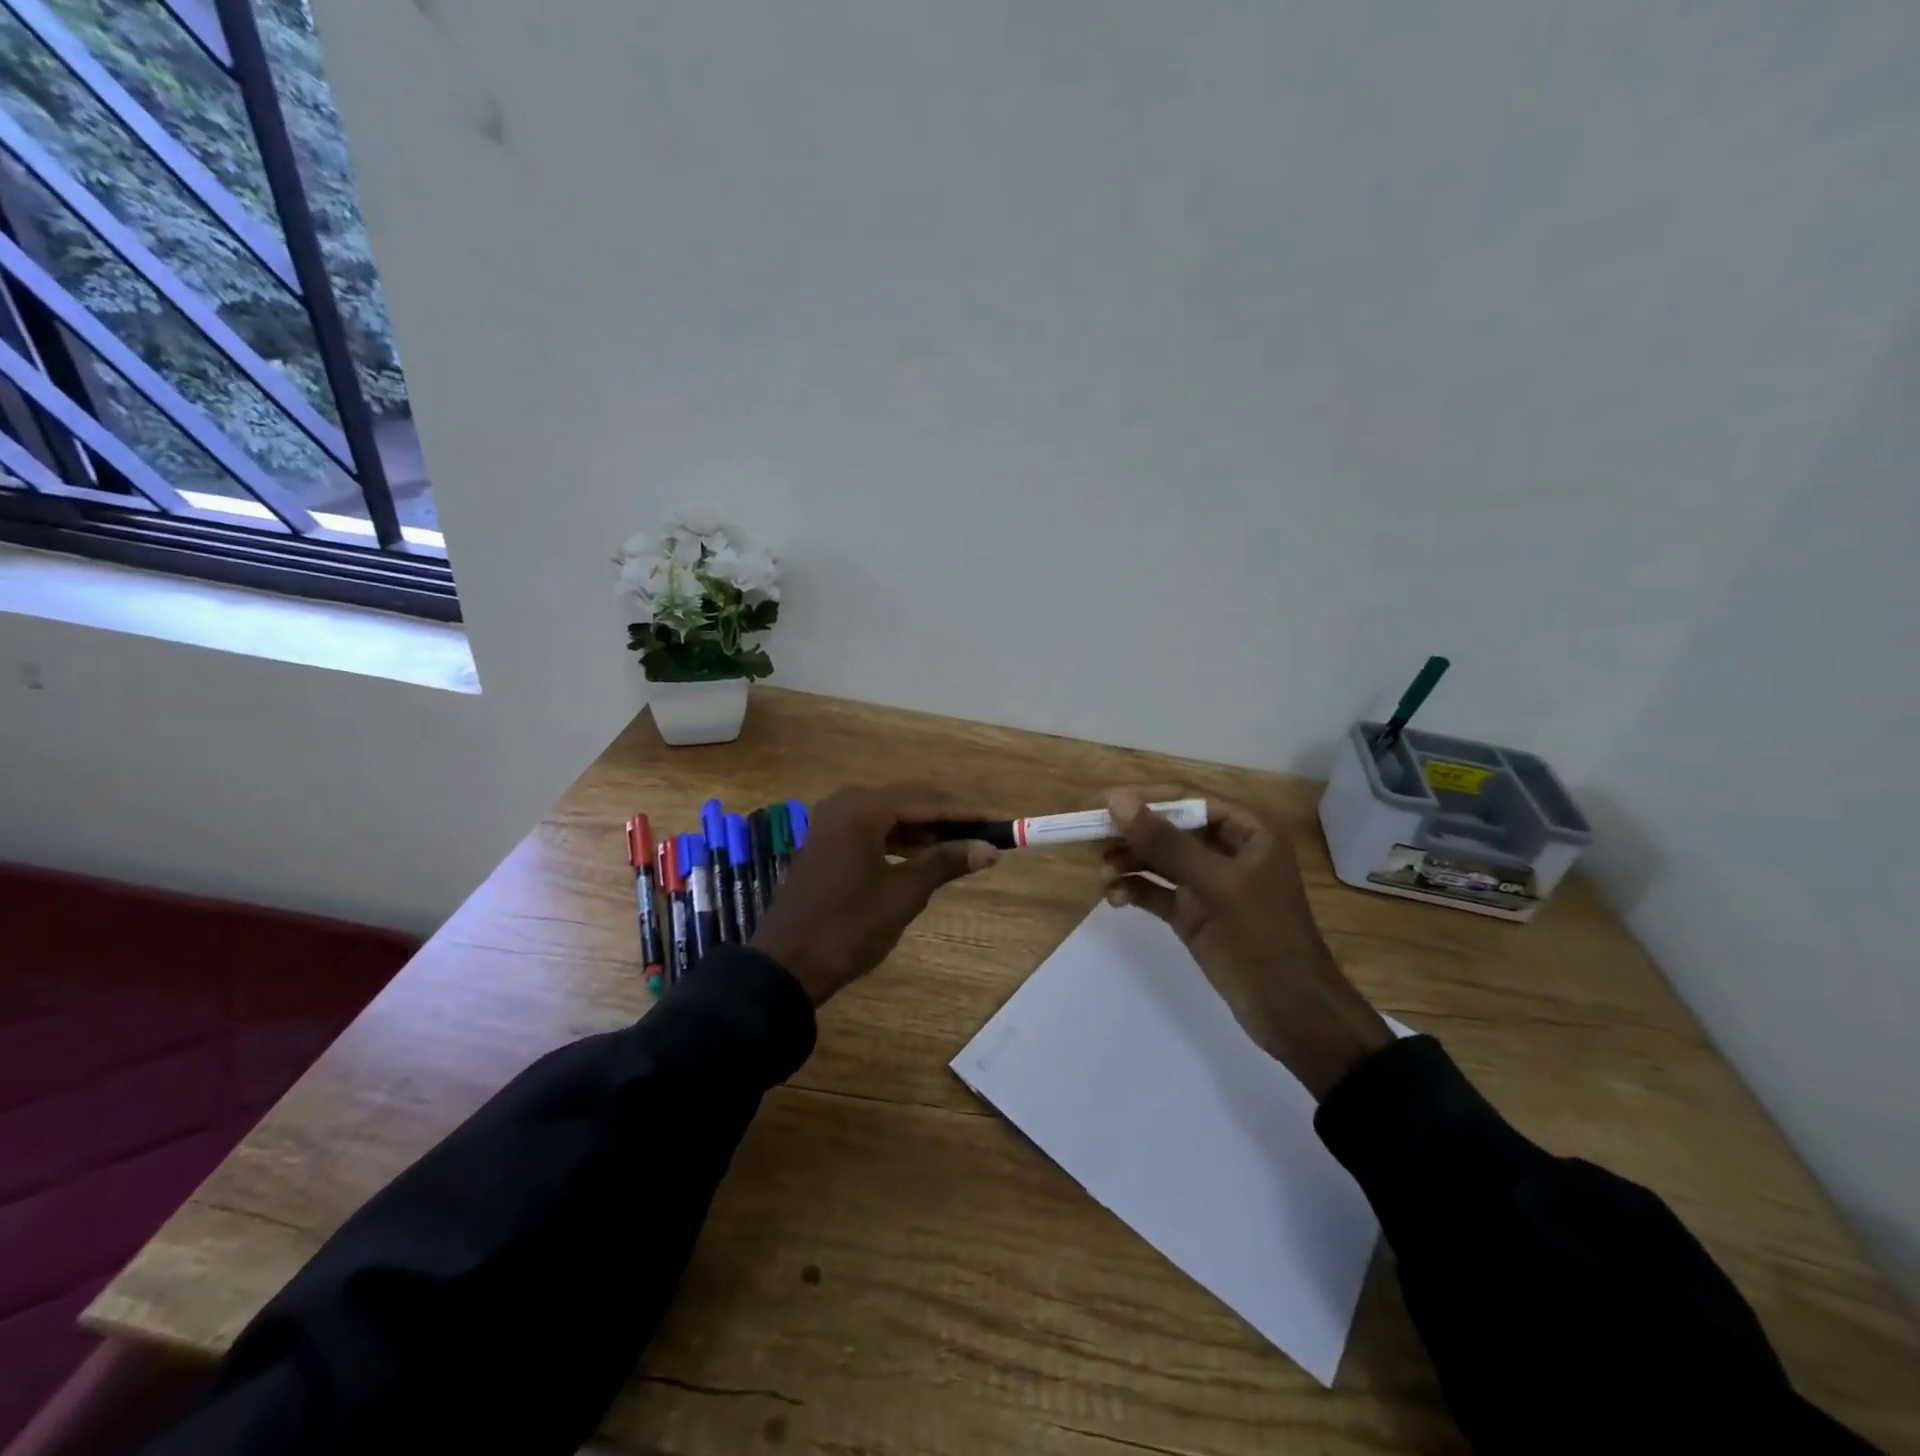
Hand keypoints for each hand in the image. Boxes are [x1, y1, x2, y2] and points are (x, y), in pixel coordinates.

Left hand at [750, 783, 999, 1004]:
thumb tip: (988, 849)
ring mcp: (830, 824)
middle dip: (943, 819)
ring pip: (887, 817)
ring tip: (957, 848)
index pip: (924, 800)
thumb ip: (945, 863)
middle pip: (905, 802)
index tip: (995, 823)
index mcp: (862, 809)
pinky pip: (870, 831)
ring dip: (921, 831)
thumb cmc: (849, 926)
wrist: (787, 965)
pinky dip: (897, 841)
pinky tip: (920, 857)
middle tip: (980, 836)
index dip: (962, 812)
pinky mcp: (825, 844)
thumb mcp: (903, 894)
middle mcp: (844, 805)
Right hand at [1102, 785, 1391, 1099]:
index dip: (1145, 799)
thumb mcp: (1215, 885)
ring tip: (1103, 878)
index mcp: (1248, 831)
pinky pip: (1157, 891)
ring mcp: (1209, 884)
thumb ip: (1166, 843)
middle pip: (1169, 828)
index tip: (1102, 805)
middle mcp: (1227, 850)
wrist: (1293, 1014)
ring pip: (1159, 859)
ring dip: (1128, 863)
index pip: (1188, 799)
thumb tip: (1117, 801)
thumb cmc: (1262, 938)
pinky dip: (1134, 890)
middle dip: (1132, 835)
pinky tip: (1116, 900)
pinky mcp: (1194, 914)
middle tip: (1092, 842)